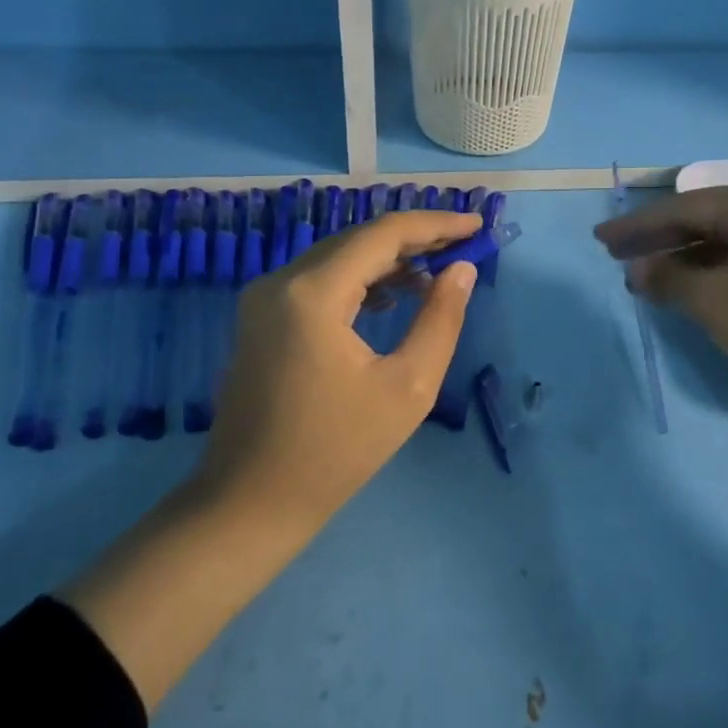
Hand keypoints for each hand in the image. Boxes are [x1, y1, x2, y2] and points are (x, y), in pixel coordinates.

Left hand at [202, 209, 480, 528]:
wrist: (250, 503)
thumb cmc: (336, 451)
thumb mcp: (407, 388)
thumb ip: (440, 320)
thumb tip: (461, 270)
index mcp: (313, 293)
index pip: (383, 234)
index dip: (435, 225)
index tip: (477, 225)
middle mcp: (280, 281)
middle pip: (358, 240)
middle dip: (414, 239)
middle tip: (464, 245)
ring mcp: (263, 299)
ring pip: (337, 258)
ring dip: (388, 259)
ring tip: (437, 271)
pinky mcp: (261, 319)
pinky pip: (318, 281)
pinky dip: (359, 280)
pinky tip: (392, 296)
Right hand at [594, 183, 727, 421]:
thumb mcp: (713, 301)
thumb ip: (668, 278)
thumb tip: (639, 270)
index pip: (684, 207)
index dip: (638, 226)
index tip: (600, 240)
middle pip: (705, 222)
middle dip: (658, 241)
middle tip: (615, 257)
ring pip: (724, 246)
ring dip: (682, 262)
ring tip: (645, 282)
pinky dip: (711, 277)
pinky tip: (689, 293)